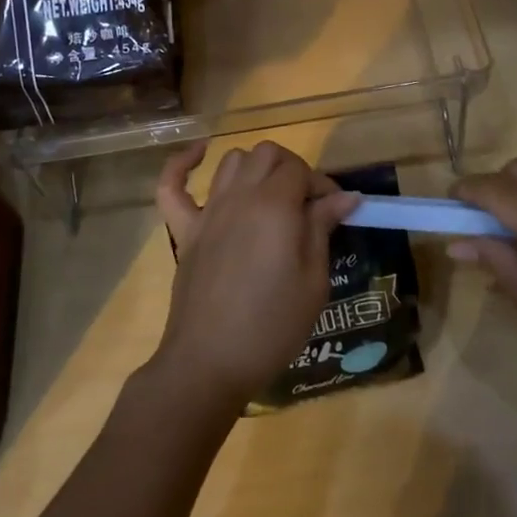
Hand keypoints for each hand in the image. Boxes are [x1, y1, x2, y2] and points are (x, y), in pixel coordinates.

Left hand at [150, 140, 358, 412]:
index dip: (322, 184)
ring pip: (230, 161)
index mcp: (275, 206)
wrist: (209, 362)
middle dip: (292, 169)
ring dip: (253, 167)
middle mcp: (240, 196)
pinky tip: (198, 155)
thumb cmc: (271, 325)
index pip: (301, 169)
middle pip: (267, 154)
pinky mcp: (184, 230)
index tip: (335, 211)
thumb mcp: (313, 281)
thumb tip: (345, 195)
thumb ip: (323, 228)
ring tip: (268, 194)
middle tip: (305, 205)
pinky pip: (172, 186)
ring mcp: (207, 211)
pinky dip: (182, 164)